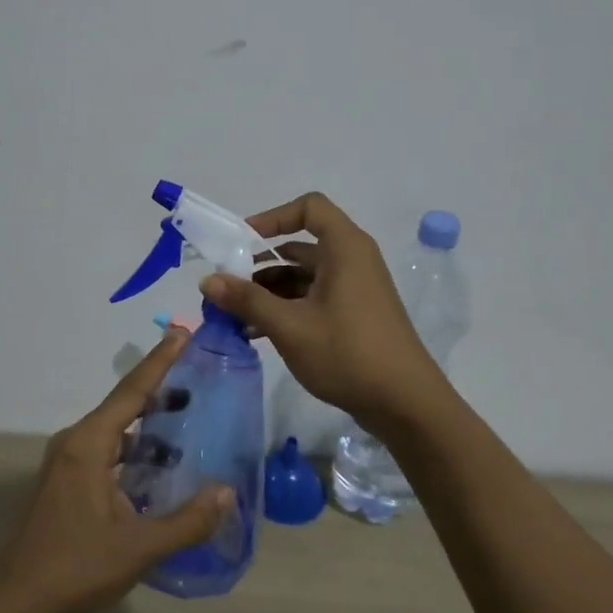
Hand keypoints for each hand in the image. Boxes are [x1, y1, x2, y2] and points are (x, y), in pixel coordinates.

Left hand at [0, 330, 234, 612]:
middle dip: (159, 389)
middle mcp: (76, 442)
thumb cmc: (75, 567)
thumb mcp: (138, 548)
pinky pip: (105, 448)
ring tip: (184, 422)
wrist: (14, 601)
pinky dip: (133, 447)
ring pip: (114, 429)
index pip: (132, 391)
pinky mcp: (65, 480)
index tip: (181, 332)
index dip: (160, 361)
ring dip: (146, 424)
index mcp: (89, 444)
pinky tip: (156, 466)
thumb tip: (227, 494)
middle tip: (196, 377)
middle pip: (123, 404)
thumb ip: (186, 522)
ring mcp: (66, 461)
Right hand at [200, 191, 443, 425]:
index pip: (308, 208)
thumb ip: (247, 300)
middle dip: (259, 264)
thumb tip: (206, 280)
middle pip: (299, 246)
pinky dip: (285, 308)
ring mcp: (354, 290)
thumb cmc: (348, 353)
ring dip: (268, 291)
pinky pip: (312, 299)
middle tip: (226, 286)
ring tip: (234, 316)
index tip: (242, 242)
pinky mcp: (353, 316)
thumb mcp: (290, 326)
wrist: (406, 405)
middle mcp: (352, 261)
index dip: (273, 217)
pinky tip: (256, 333)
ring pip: (303, 277)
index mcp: (345, 248)